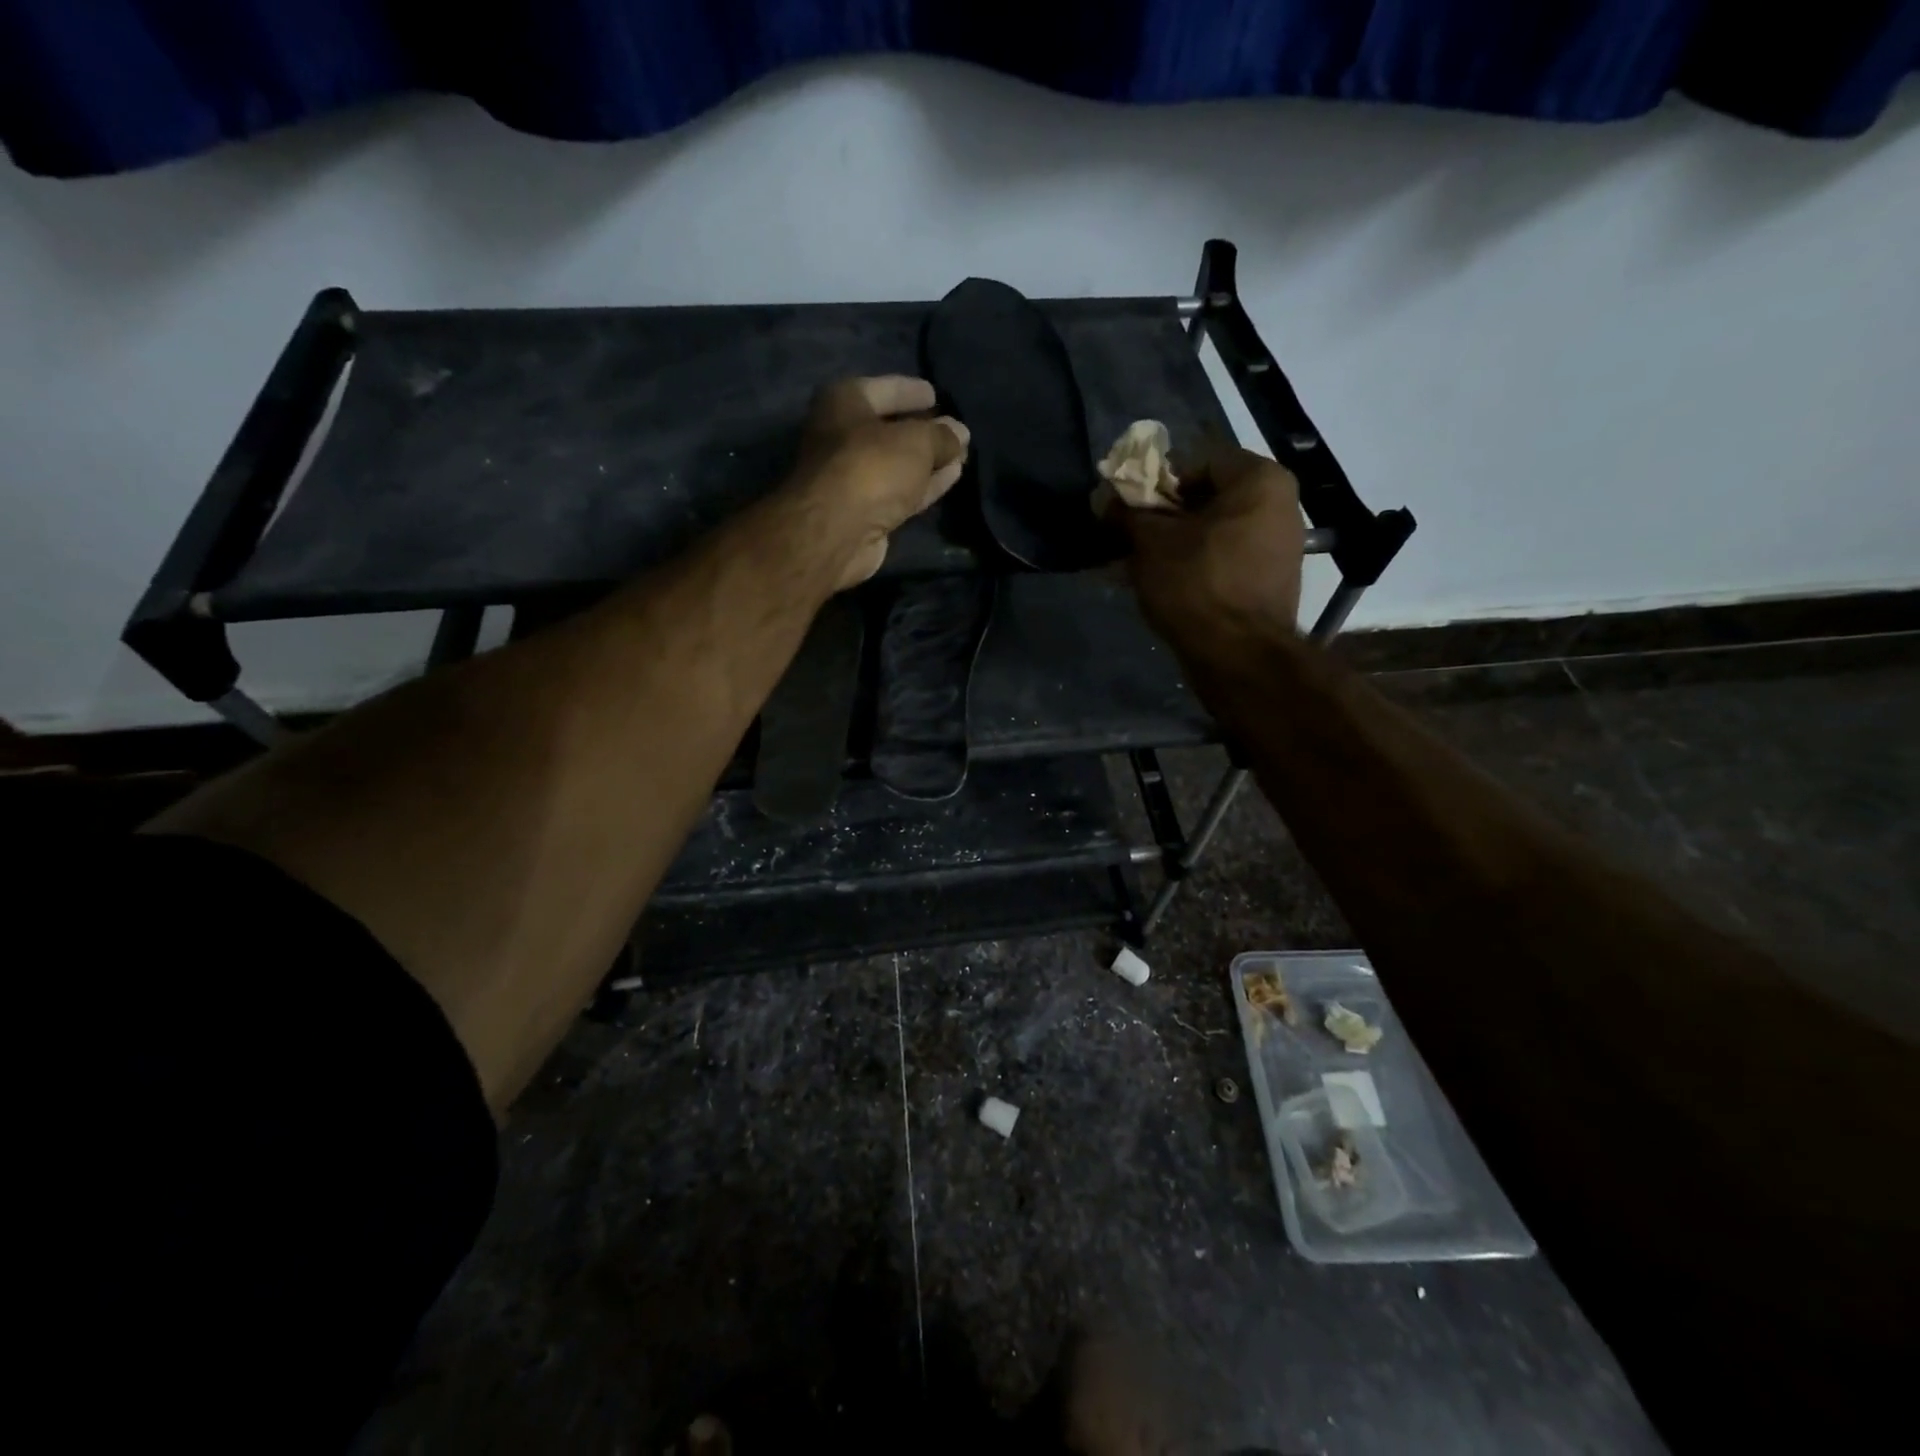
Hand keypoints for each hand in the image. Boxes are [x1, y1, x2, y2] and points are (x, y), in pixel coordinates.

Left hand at [791, 375, 969, 589]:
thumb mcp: (916, 440)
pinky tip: (951, 477)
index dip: (911, 391)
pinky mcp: (865, 512)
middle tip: (955, 431)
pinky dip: (924, 484)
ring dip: (928, 461)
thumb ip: (942, 435)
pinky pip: (900, 490)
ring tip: (961, 456)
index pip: (884, 389)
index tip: (936, 394)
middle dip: (924, 431)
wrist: (838, 531)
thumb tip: (960, 433)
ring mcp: (852, 477)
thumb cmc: (872, 466)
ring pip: (898, 464)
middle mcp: (842, 436)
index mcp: (843, 402)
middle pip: (890, 429)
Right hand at [1115, 442, 1304, 646]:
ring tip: (1139, 562)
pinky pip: (1225, 557)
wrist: (1239, 656)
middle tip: (1129, 535)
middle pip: (1207, 496)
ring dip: (1175, 542)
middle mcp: (1280, 504)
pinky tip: (1164, 581)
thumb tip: (1104, 498)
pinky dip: (1195, 563)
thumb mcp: (1150, 543)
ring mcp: (1281, 544)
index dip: (1155, 481)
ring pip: (1214, 530)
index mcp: (1259, 479)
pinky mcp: (1271, 579)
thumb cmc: (1196, 584)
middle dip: (1163, 515)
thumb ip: (1126, 513)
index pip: (1196, 460)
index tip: (1127, 506)